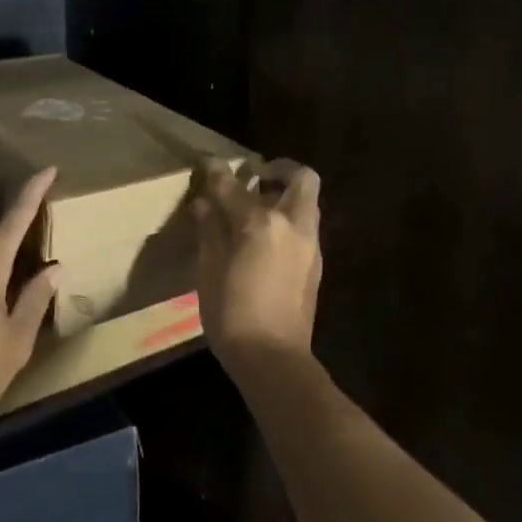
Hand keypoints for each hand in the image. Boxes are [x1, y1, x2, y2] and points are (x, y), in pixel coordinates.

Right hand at [191, 158, 322, 366]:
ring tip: (257, 209)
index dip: (218, 173)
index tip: (209, 163)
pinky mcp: (316, 263)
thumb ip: (210, 231)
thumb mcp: (209, 271)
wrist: (273, 357)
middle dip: (279, 169)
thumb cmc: (232, 315)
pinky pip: (305, 225)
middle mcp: (293, 225)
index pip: (235, 187)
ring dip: (285, 194)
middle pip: (300, 178)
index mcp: (261, 224)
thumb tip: (205, 205)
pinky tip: (265, 239)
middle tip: (255, 176)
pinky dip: (288, 219)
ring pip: (306, 202)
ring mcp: (310, 244)